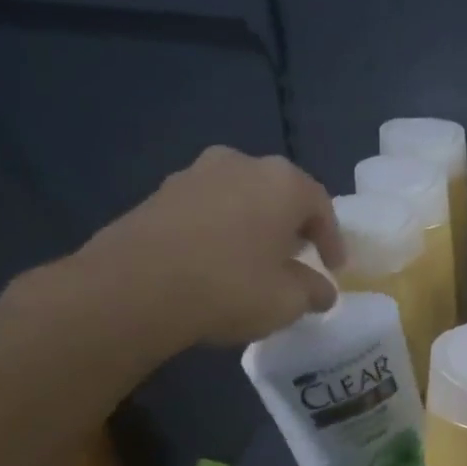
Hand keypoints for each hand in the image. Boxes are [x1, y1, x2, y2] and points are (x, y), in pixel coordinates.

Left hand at [66, 148, 344, 353]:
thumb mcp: (288, 301)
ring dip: (252, 224)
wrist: (133, 288)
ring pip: (239, 197)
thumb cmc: (229, 287)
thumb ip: (313, 291)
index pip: (321, 206)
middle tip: (296, 257)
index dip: (332, 240)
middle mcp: (241, 164)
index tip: (334, 267)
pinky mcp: (158, 193)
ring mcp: (194, 174)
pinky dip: (218, 229)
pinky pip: (205, 209)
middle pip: (278, 194)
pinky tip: (214, 260)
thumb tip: (322, 291)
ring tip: (253, 259)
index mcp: (282, 182)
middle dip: (290, 225)